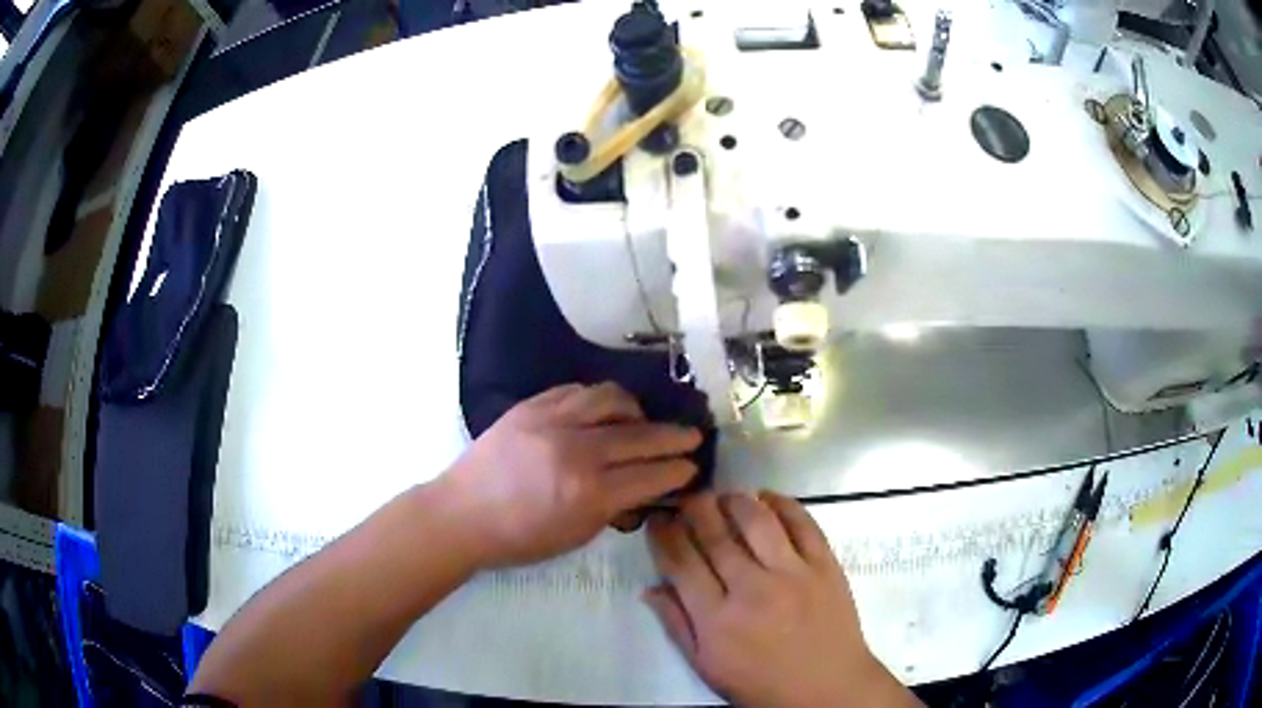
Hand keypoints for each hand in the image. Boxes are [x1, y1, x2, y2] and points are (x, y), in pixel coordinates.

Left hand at [443, 383, 701, 567]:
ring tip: (642, 420)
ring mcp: (552, 422)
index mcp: (588, 493)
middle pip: (640, 435)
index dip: (678, 470)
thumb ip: (614, 508)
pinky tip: (602, 411)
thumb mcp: (575, 536)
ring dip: (637, 410)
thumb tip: (642, 487)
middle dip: (673, 437)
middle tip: (692, 436)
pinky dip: (598, 400)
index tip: (693, 466)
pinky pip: (577, 391)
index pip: (650, 475)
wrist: (462, 513)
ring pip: (611, 399)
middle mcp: (576, 451)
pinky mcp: (531, 406)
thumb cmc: (519, 538)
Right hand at [645, 492, 918, 707]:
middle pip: (716, 535)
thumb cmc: (761, 683)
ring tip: (725, 496)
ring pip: (758, 521)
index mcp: (716, 620)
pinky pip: (803, 523)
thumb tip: (650, 588)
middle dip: (695, 509)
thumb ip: (677, 626)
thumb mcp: (707, 666)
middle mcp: (752, 589)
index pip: (681, 563)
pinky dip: (783, 504)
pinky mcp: (825, 565)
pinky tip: (767, 498)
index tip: (658, 519)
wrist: (827, 687)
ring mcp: (793, 574)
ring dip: (736, 500)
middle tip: (688, 498)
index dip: (665, 535)